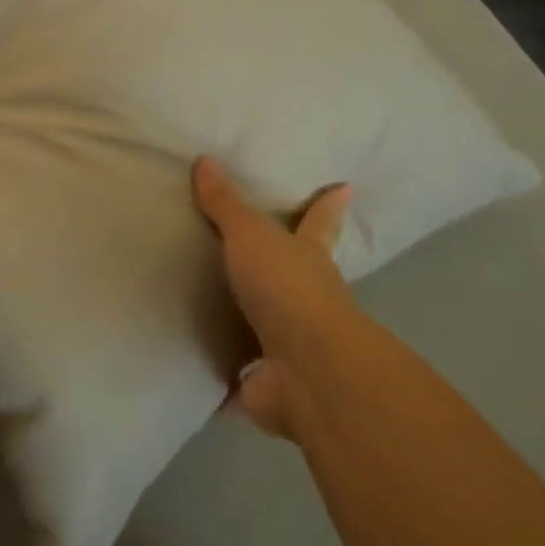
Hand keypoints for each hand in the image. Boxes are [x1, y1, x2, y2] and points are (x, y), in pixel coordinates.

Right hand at [193, 156, 357, 441]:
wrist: (307, 370)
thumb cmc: (286, 288)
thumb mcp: (250, 236)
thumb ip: (225, 204)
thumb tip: (205, 159)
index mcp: (308, 259)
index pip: (319, 223)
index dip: (328, 206)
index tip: (345, 189)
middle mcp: (307, 301)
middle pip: (299, 277)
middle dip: (289, 269)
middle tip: (265, 257)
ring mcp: (291, 347)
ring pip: (269, 331)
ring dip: (249, 328)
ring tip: (212, 317)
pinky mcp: (268, 386)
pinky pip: (238, 382)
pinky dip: (223, 383)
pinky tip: (198, 379)